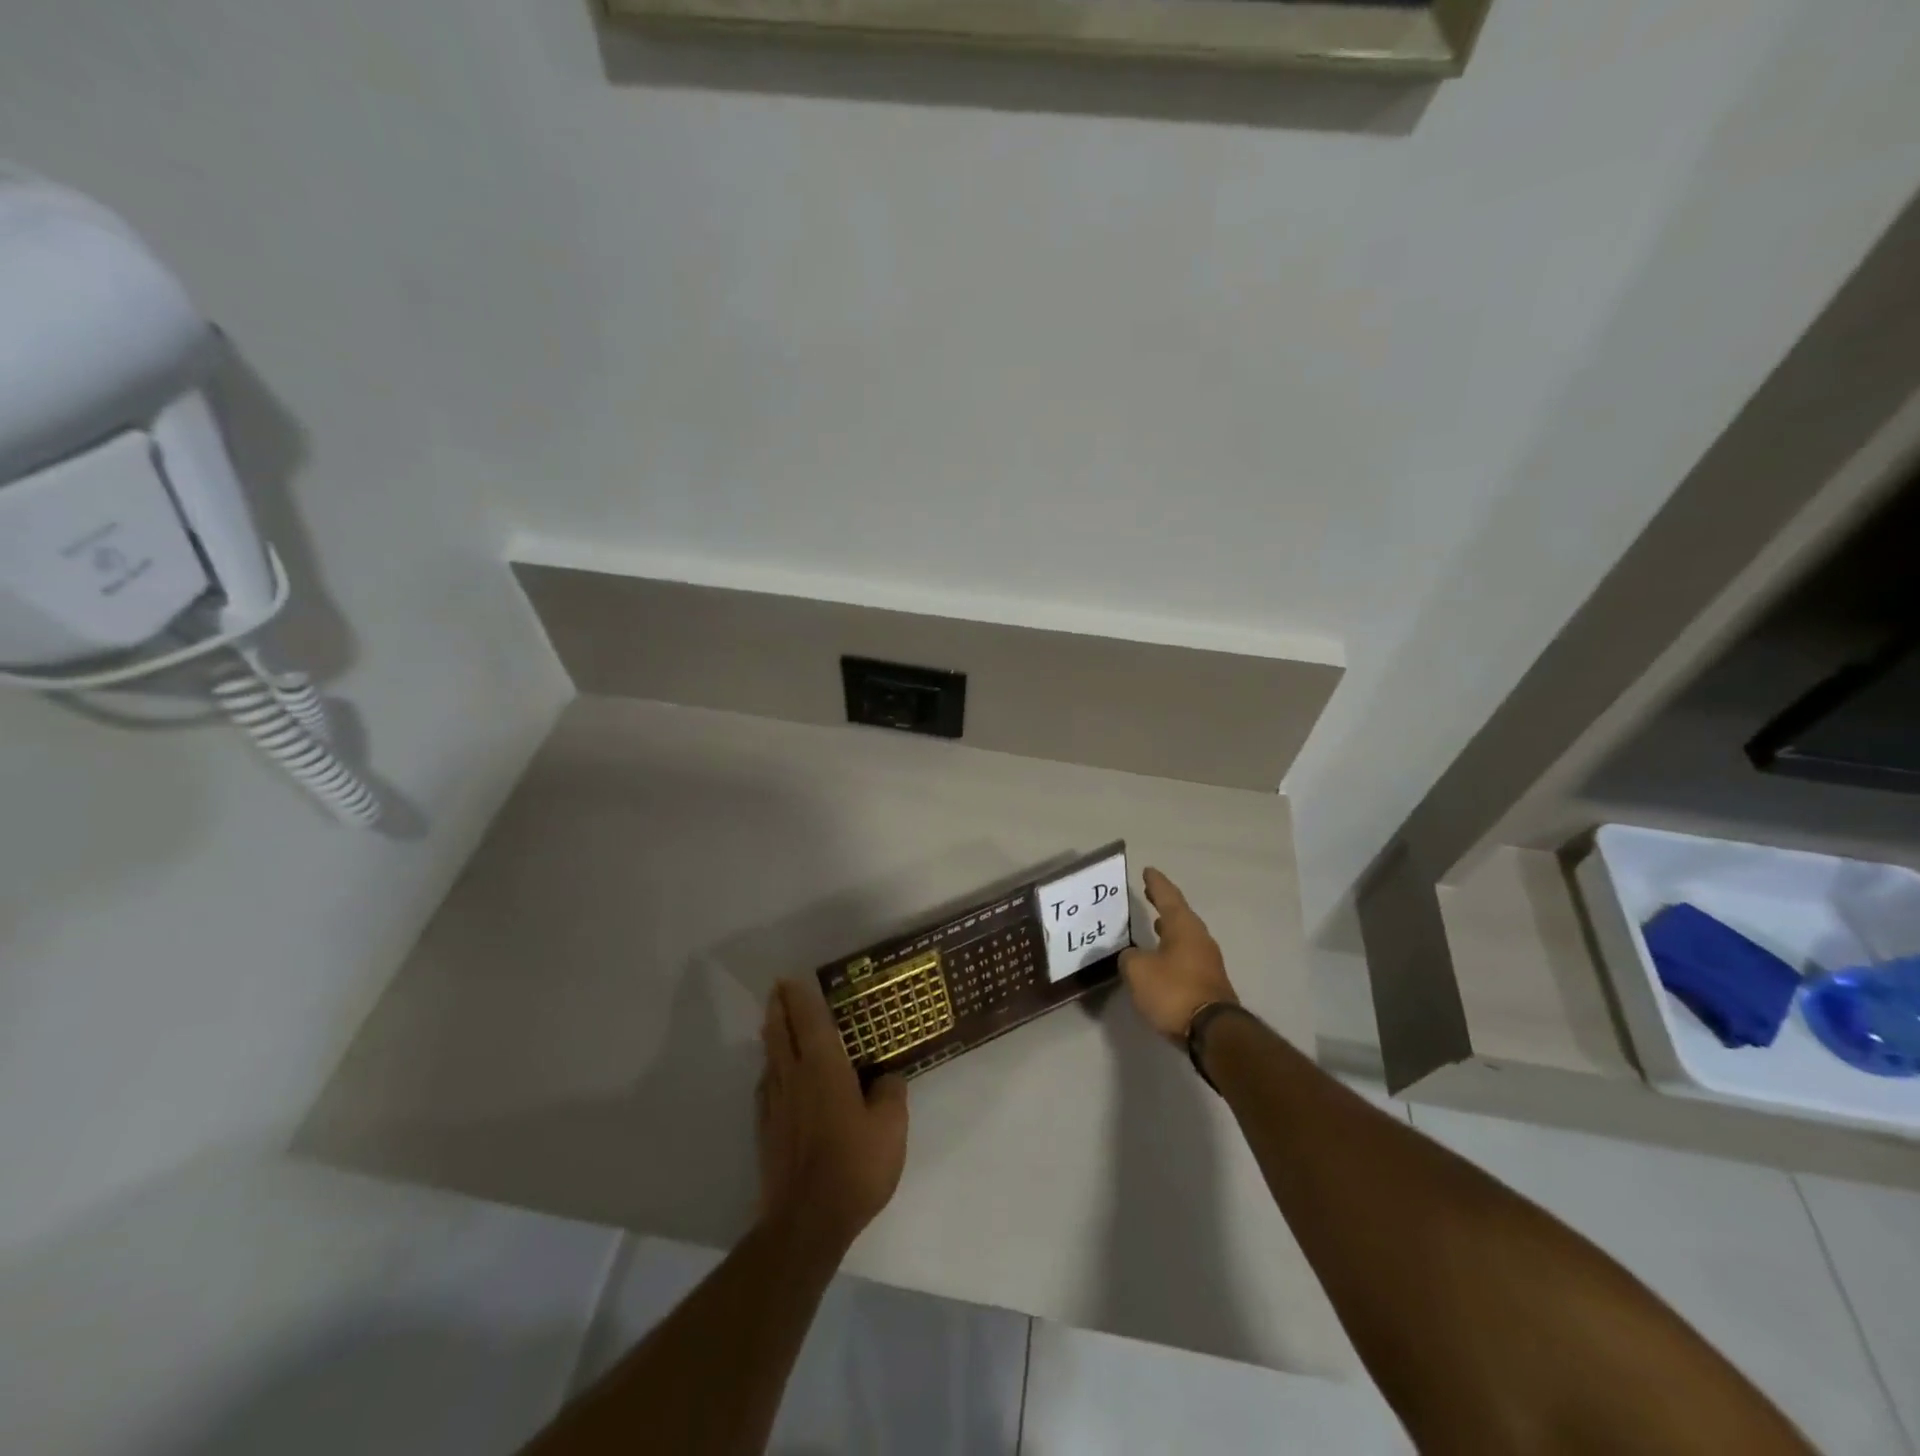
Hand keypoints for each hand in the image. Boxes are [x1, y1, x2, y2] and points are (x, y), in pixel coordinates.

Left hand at [756, 978, 908, 1252]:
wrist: (807, 1222)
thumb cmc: (854, 1166)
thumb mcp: (890, 1128)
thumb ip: (890, 1093)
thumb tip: (885, 1076)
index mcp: (824, 1068)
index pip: (810, 1021)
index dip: (801, 997)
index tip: (793, 978)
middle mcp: (794, 1077)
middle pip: (781, 1032)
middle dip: (779, 1007)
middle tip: (779, 989)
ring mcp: (776, 1105)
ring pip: (771, 1057)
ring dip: (772, 1034)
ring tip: (774, 1023)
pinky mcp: (766, 1130)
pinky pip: (766, 1085)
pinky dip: (770, 1068)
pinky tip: (774, 1075)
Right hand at [1119, 867, 1238, 1043]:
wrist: (1212, 1032)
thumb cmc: (1173, 991)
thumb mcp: (1138, 971)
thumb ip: (1130, 958)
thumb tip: (1133, 956)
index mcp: (1183, 927)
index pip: (1168, 897)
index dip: (1156, 883)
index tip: (1148, 871)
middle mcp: (1199, 938)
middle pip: (1180, 915)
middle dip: (1164, 904)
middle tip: (1150, 893)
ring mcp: (1207, 961)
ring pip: (1185, 937)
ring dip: (1169, 929)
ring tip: (1155, 924)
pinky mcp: (1208, 982)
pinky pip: (1186, 957)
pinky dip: (1172, 950)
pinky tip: (1161, 958)